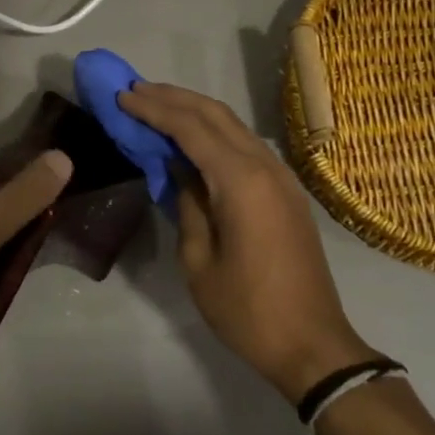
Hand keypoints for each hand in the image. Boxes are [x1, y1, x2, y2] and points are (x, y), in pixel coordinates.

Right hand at [118, 82, 376, 401]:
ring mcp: (281, 178)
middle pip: (215, 115)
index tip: (122, 97)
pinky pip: (245, 146)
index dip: (154, 109)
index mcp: (241, 182)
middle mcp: (265, 167)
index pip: (191, 128)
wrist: (312, 344)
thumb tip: (178, 171)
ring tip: (155, 105)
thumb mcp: (199, 260)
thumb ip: (187, 205)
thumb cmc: (247, 310)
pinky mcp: (285, 192)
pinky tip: (190, 139)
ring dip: (194, 111)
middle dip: (173, 98)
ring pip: (233, 126)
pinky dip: (213, 133)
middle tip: (134, 90)